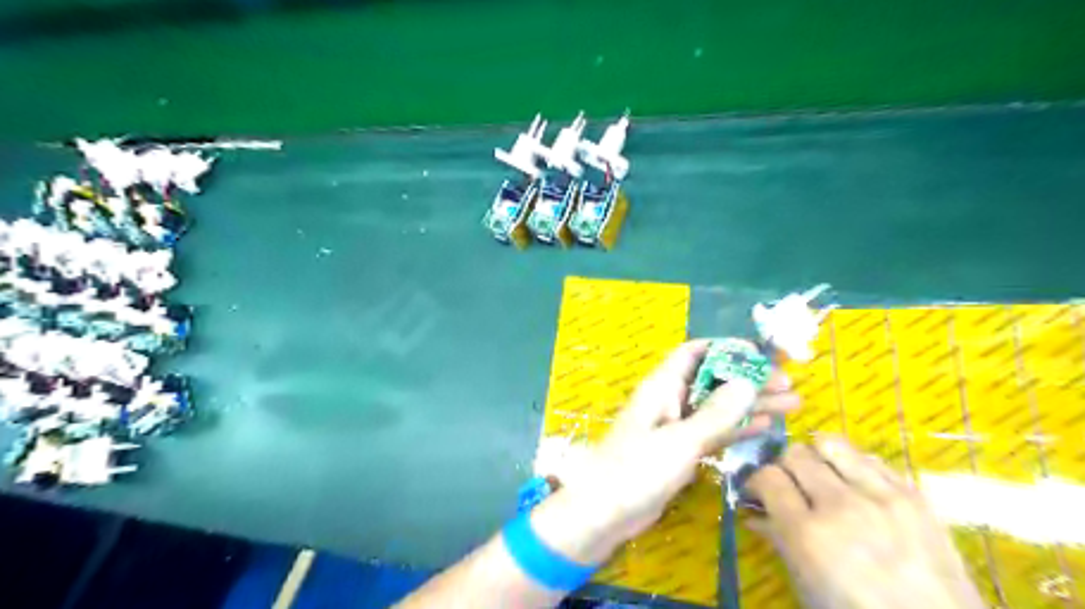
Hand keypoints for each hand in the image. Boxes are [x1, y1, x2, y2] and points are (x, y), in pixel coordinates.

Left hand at [533, 341, 794, 563]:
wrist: (605, 511)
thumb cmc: (636, 469)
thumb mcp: (680, 440)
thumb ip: (716, 413)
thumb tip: (749, 381)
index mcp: (662, 386)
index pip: (695, 353)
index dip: (727, 348)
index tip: (762, 353)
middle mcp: (670, 399)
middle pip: (714, 379)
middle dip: (749, 378)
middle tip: (789, 383)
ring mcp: (676, 425)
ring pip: (718, 406)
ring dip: (750, 403)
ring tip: (792, 403)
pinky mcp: (681, 449)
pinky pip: (714, 431)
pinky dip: (737, 427)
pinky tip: (765, 426)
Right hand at [747, 437, 985, 608]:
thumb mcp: (807, 586)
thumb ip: (778, 540)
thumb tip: (755, 512)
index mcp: (808, 534)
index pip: (767, 477)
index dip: (756, 481)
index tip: (758, 492)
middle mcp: (841, 505)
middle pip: (795, 454)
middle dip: (784, 467)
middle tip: (789, 485)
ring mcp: (882, 496)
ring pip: (830, 443)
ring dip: (817, 457)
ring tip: (822, 477)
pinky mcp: (914, 495)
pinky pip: (870, 458)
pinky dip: (854, 465)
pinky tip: (857, 486)